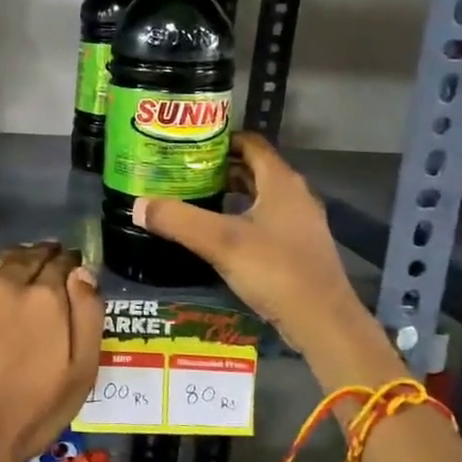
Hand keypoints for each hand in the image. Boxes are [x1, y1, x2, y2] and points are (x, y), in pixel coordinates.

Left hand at [0, 242, 102, 461]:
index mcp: (45, 296)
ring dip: (10, 264)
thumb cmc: (30, 412)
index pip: (63, 263)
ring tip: (12, 280)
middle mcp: (6, 280)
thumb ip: (88, 315)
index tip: (70, 271)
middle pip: (29, 255)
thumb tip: (82, 272)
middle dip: (41, 260)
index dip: (69, 265)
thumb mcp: (81, 373)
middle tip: (44, 273)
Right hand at [130, 132, 362, 341]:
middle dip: (219, 167)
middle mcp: (294, 195)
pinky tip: (218, 234)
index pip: (251, 143)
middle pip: (254, 168)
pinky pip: (265, 219)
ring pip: (260, 196)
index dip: (221, 139)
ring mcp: (300, 223)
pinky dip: (241, 217)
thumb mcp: (220, 242)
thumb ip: (178, 220)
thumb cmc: (275, 270)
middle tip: (183, 171)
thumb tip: (138, 205)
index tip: (188, 145)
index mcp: (281, 182)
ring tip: (194, 198)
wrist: (323, 322)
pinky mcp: (298, 248)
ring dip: (230, 193)